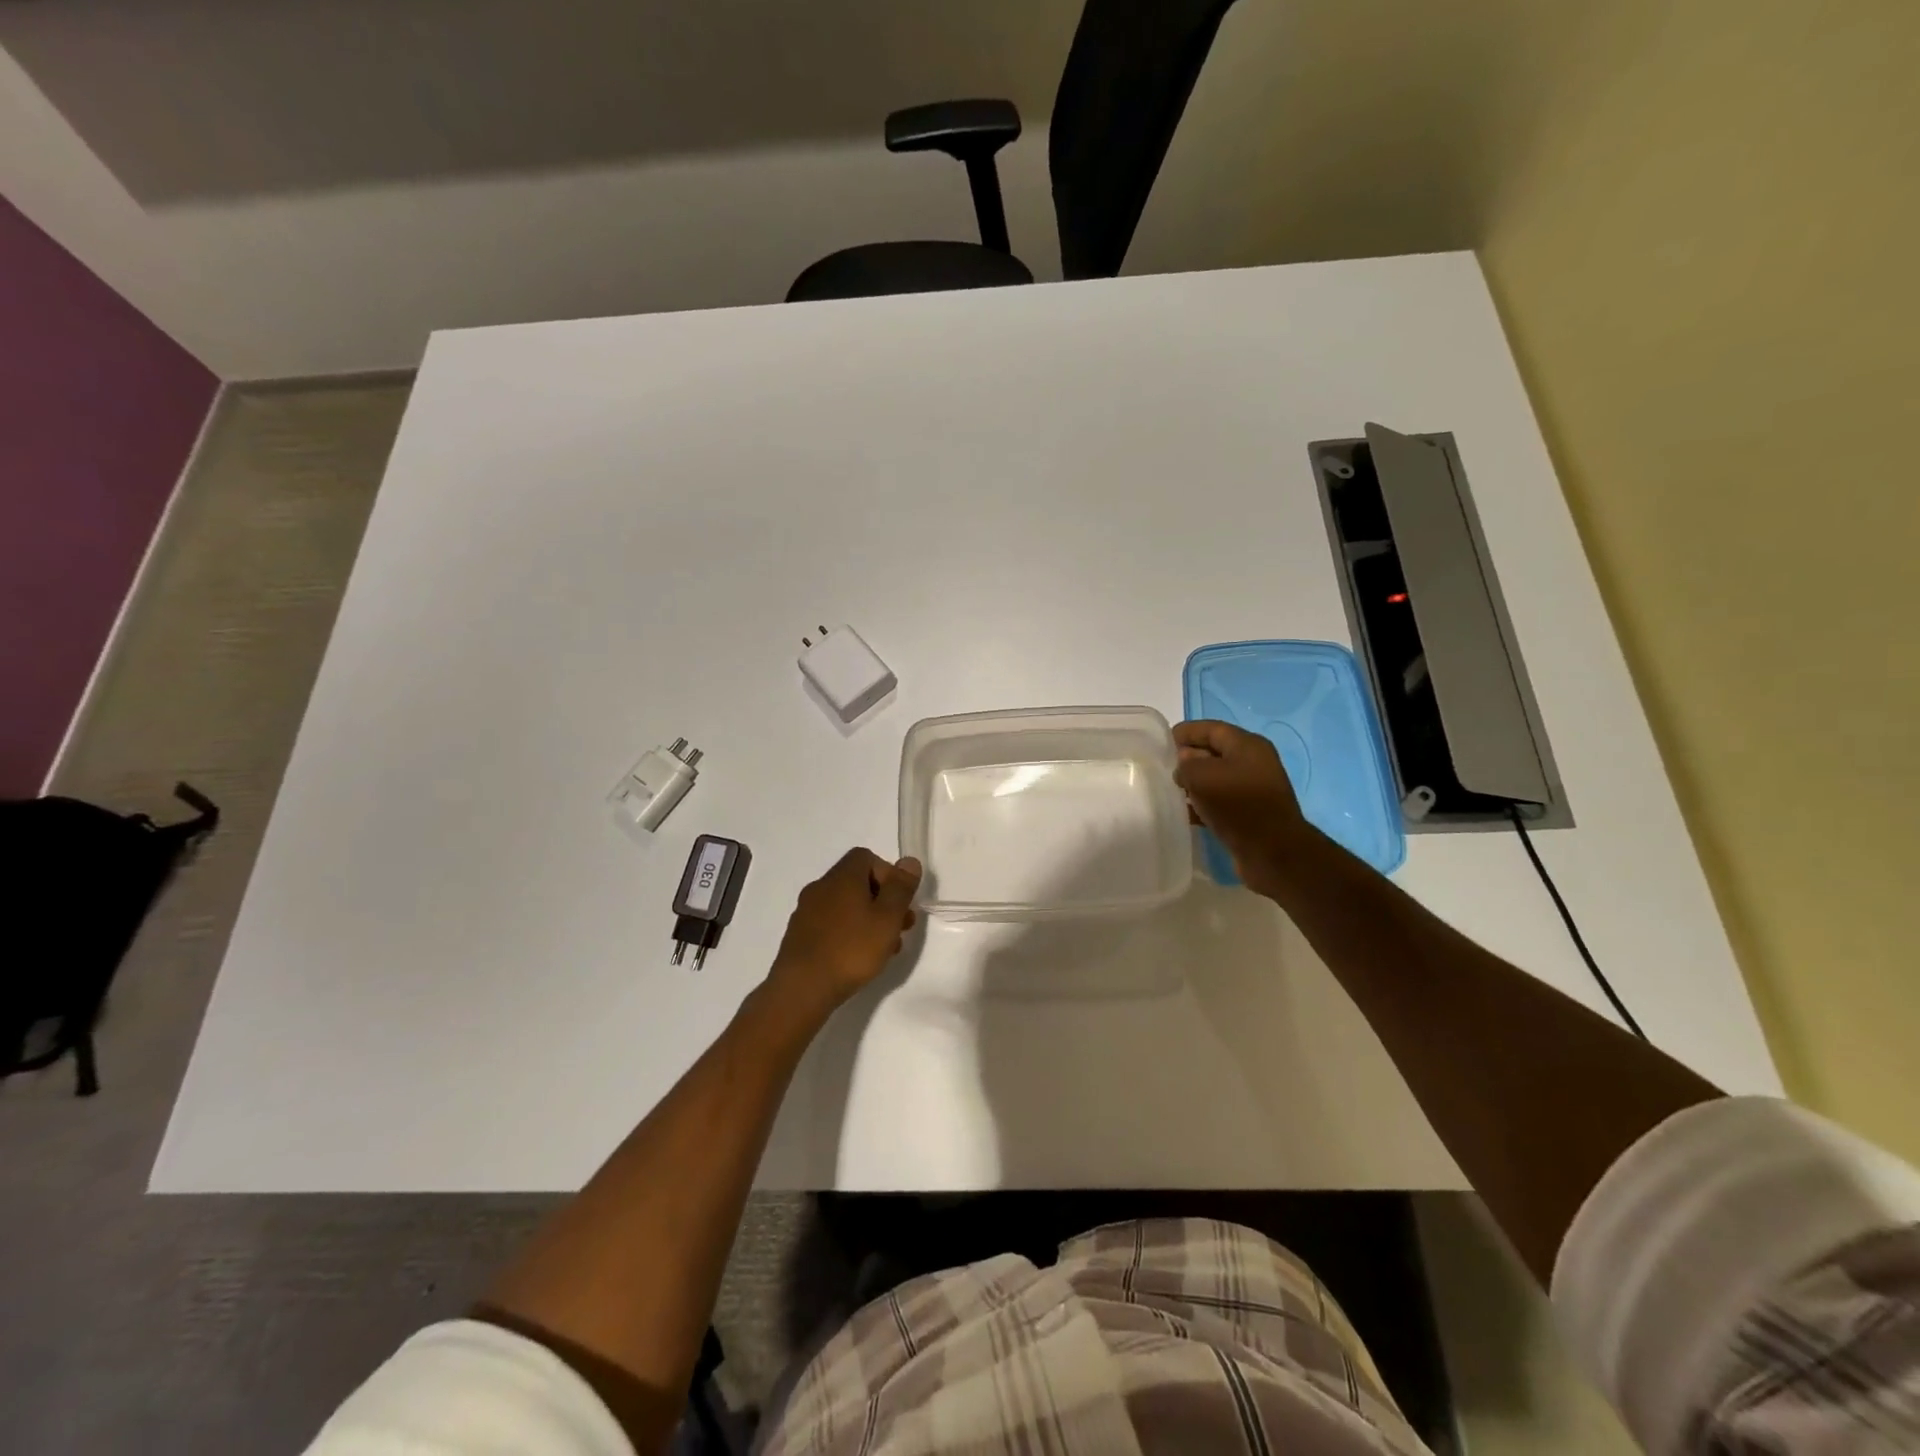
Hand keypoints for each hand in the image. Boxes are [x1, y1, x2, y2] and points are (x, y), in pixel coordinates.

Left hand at [766, 848, 921, 1016]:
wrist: (801, 989)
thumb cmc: (851, 949)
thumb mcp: (887, 918)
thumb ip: (900, 888)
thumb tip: (909, 861)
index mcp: (842, 877)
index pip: (867, 857)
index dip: (889, 875)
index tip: (900, 902)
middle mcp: (821, 887)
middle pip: (858, 883)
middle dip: (883, 902)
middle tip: (900, 928)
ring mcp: (806, 911)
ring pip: (846, 906)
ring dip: (868, 920)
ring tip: (885, 949)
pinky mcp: (800, 935)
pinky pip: (831, 925)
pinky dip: (849, 933)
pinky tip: (858, 959)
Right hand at [1174, 720, 1314, 898]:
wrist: (1272, 852)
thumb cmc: (1238, 804)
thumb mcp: (1203, 776)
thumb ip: (1186, 764)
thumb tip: (1184, 763)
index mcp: (1247, 745)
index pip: (1212, 729)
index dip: (1187, 732)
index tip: (1162, 741)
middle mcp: (1253, 763)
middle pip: (1214, 752)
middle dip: (1188, 757)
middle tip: (1163, 767)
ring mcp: (1253, 789)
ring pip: (1216, 779)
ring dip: (1194, 783)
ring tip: (1170, 790)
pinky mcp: (1250, 813)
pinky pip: (1221, 801)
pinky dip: (1203, 804)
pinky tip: (1185, 813)